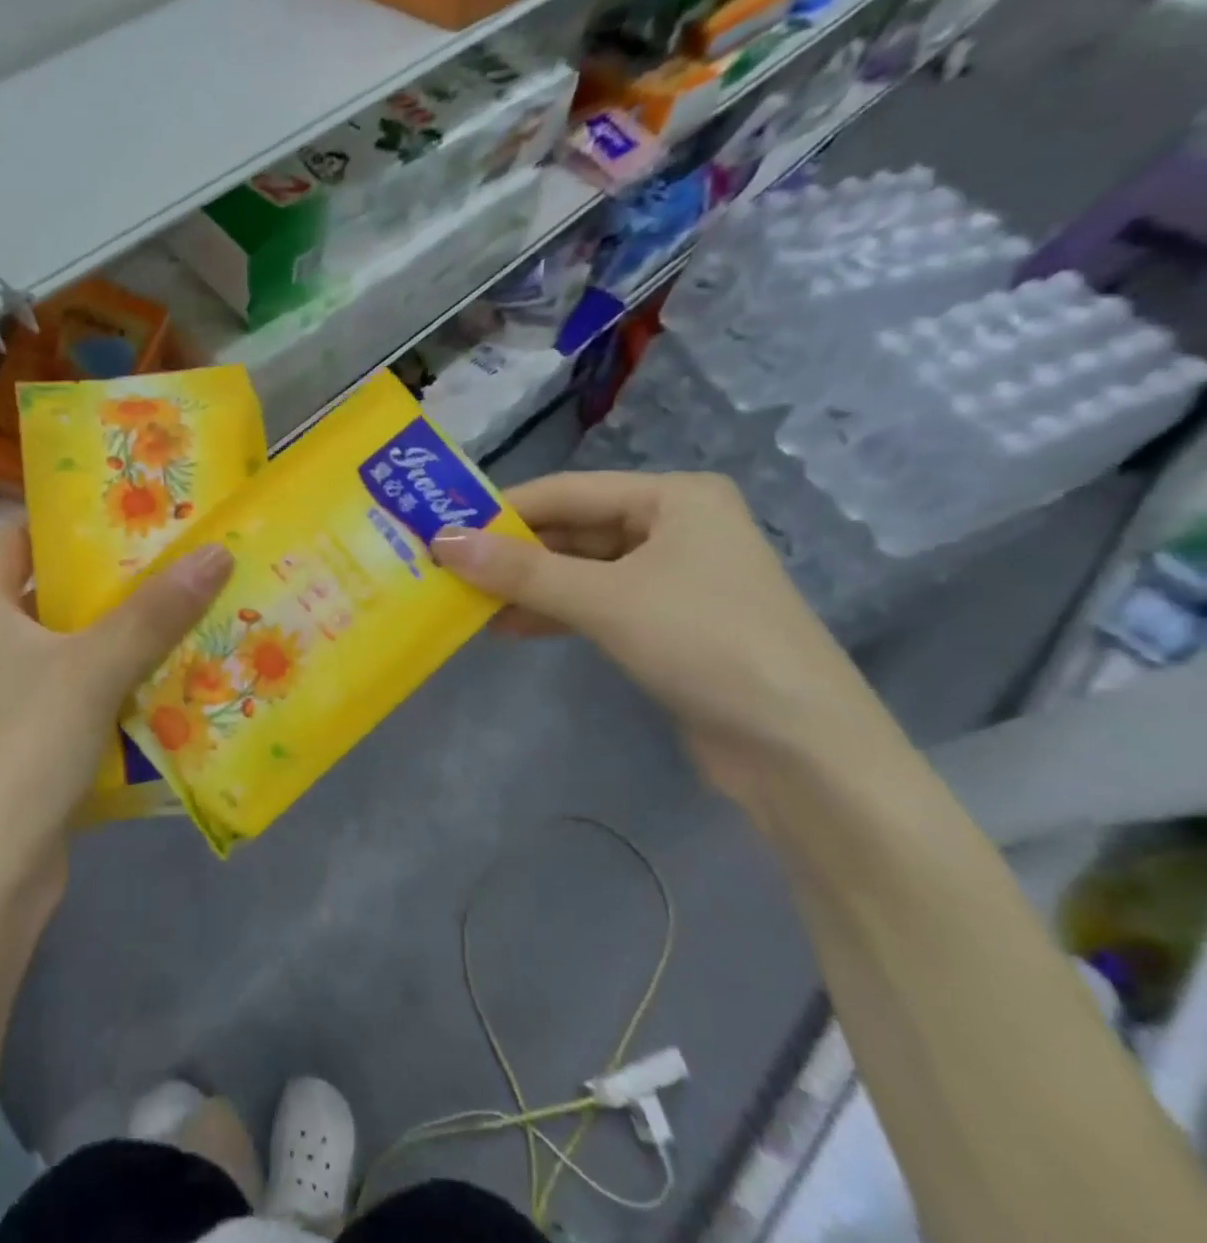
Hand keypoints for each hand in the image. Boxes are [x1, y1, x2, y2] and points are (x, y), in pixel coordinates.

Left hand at [0, 524, 232, 891]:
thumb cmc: (26, 747)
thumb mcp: (95, 667)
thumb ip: (155, 612)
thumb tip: (217, 551)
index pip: (18, 536)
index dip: (64, 514)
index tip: (126, 501)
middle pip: (59, 588)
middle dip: (117, 572)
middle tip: (181, 550)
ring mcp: (19, 693)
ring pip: (82, 641)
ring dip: (131, 627)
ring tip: (194, 600)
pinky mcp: (44, 735)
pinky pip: (92, 687)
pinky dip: (129, 676)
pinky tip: (179, 669)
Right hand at [431, 471, 903, 810]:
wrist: (801, 751)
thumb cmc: (706, 644)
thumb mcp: (605, 599)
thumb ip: (520, 570)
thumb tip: (441, 541)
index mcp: (675, 497)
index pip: (567, 491)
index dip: (502, 509)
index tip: (441, 525)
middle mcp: (676, 526)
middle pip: (573, 530)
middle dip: (512, 552)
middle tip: (446, 567)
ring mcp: (673, 577)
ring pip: (580, 570)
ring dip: (527, 586)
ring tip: (467, 601)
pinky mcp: (668, 623)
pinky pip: (596, 603)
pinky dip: (554, 613)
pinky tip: (508, 627)